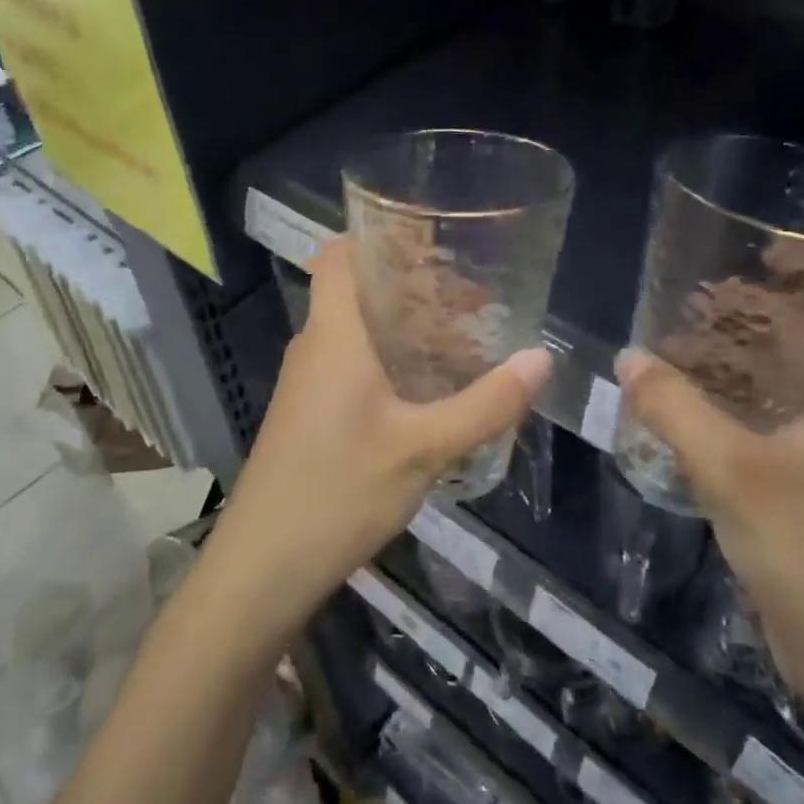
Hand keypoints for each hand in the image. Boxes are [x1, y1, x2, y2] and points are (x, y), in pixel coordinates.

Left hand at [203, 237, 549, 640]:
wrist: (263, 568)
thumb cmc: (339, 490)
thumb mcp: (424, 448)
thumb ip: (485, 404)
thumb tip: (541, 359)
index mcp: (334, 333)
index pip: (339, 254)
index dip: (378, 236)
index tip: (434, 238)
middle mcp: (315, 346)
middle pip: (357, 289)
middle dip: (412, 285)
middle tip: (472, 294)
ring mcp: (308, 383)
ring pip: (357, 331)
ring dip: (404, 327)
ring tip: (463, 336)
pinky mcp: (309, 414)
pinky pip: (352, 365)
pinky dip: (390, 360)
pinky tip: (429, 389)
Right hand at [616, 299, 803, 711]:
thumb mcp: (732, 469)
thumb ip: (675, 408)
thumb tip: (628, 358)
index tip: (770, 244)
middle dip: (769, 307)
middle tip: (707, 284)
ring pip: (794, 382)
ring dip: (750, 356)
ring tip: (691, 332)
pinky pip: (776, 422)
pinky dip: (741, 401)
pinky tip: (695, 401)